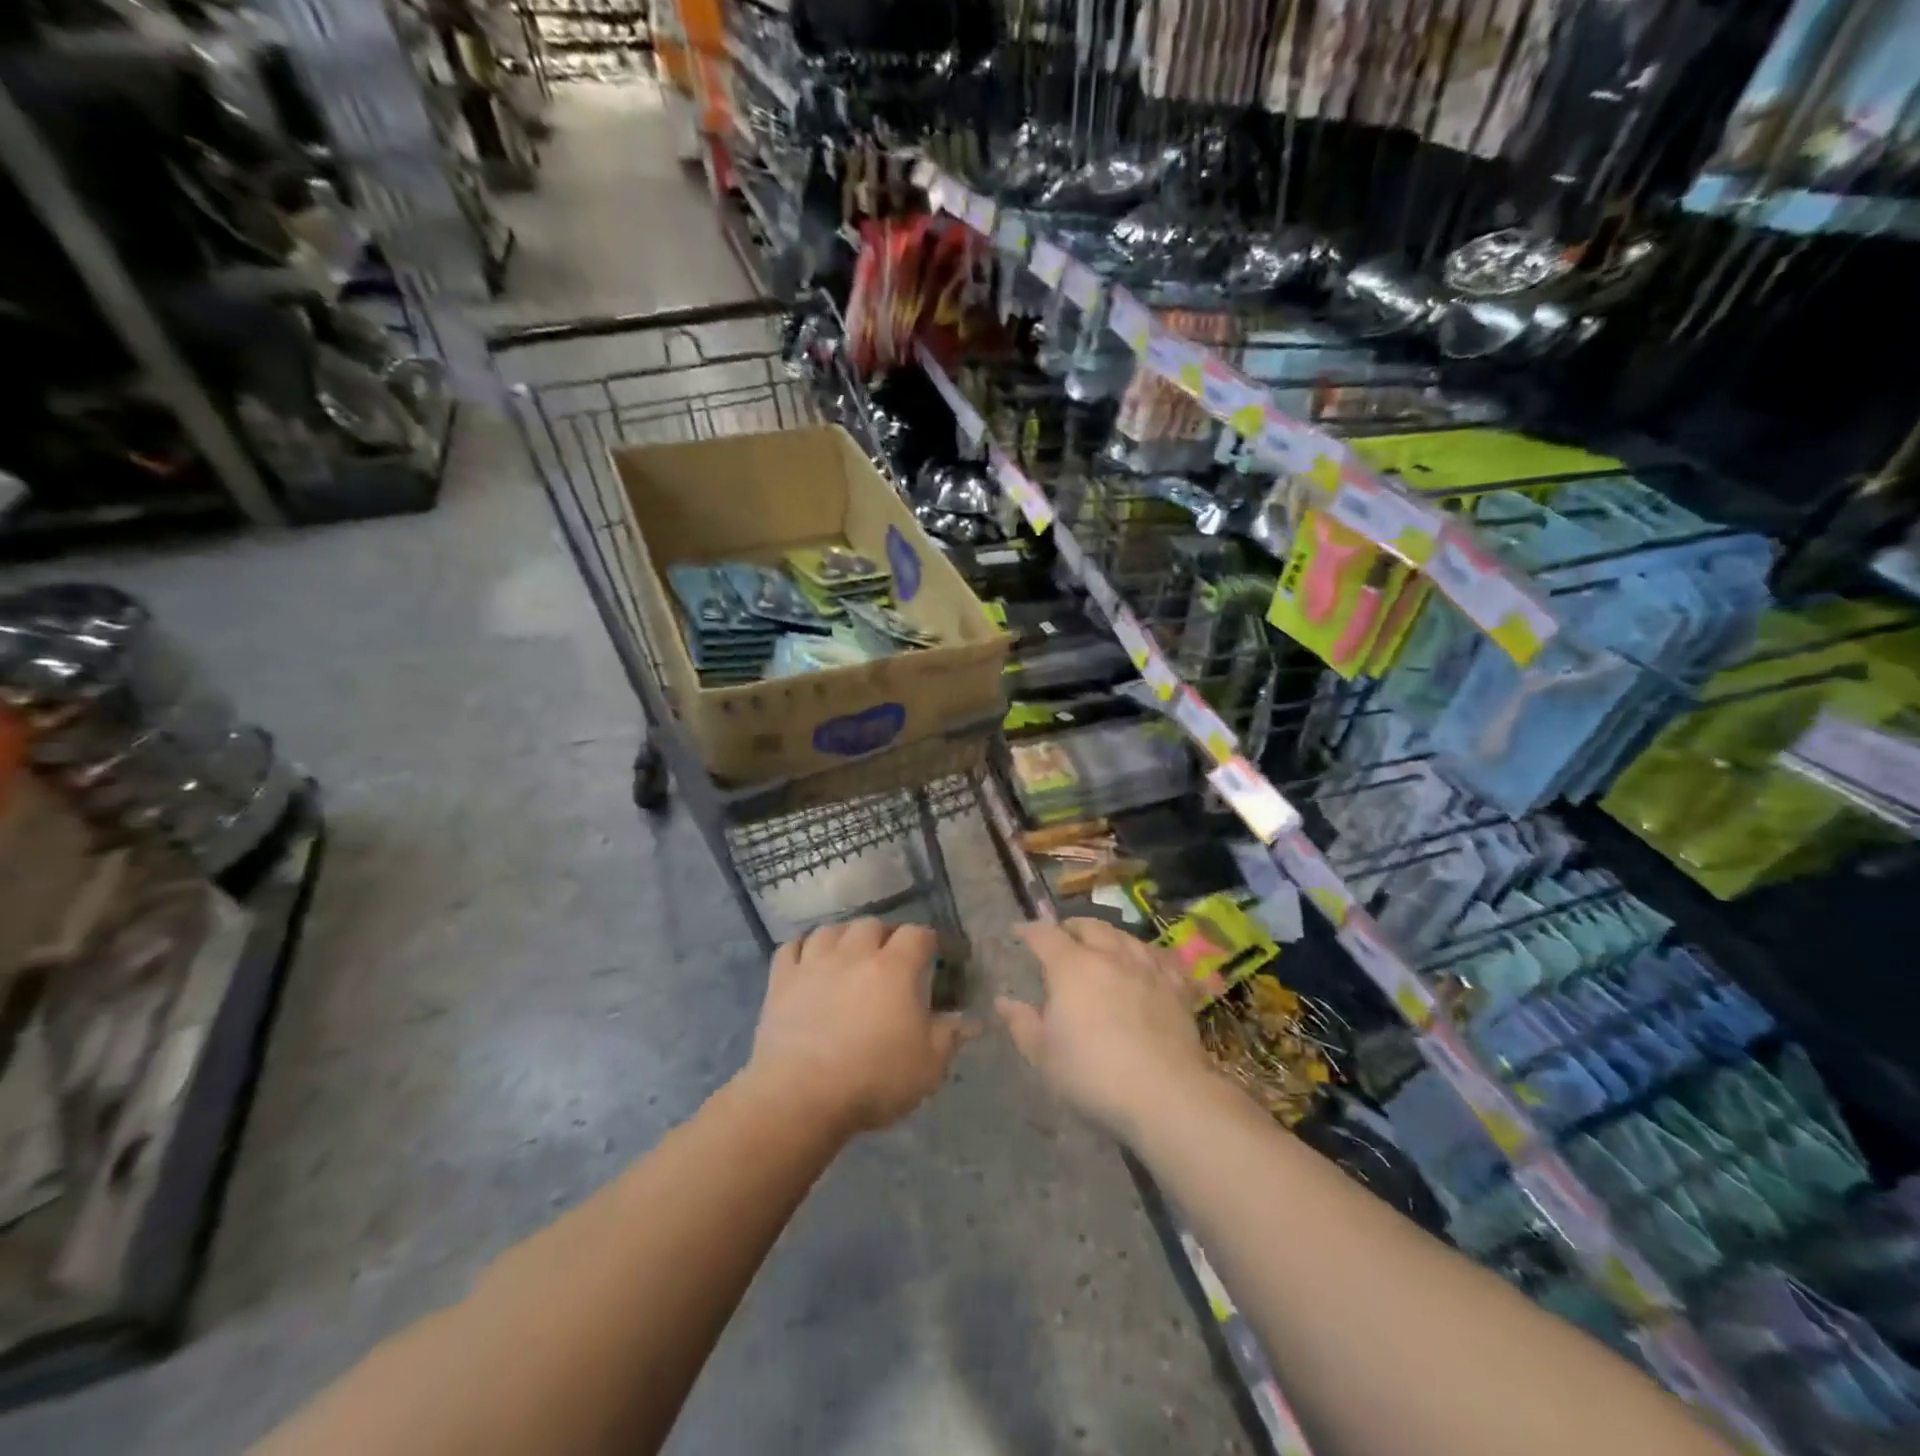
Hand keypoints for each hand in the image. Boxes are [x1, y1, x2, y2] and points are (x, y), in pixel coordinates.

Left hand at [745, 918, 975, 1135]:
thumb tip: (969, 1020)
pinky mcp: (781, 981)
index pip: (917, 934)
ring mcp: (813, 963)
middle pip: (872, 924)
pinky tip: (808, 960)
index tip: (934, 953)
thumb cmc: (873, 1079)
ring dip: (844, 937)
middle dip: (884, 935)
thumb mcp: (928, 1066)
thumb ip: (949, 1037)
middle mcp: (854, 954)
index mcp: (894, 968)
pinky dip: (802, 949)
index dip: (928, 940)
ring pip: (830, 930)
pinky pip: (790, 948)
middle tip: (890, 956)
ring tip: (848, 954)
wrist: (800, 1095)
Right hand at [996, 917, 1212, 1142]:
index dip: (1030, 931)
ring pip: (1125, 936)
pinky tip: (1147, 964)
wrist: (1165, 1094)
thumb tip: (1004, 1001)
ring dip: (1109, 937)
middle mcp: (1110, 955)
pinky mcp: (1177, 986)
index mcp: (1071, 966)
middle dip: (1071, 927)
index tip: (1020, 932)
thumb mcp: (1044, 1056)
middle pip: (1089, 926)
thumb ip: (1022, 1024)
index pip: (1045, 935)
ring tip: (1103, 947)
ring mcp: (1147, 967)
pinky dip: (1147, 955)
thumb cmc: (1093, 1074)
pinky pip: (1161, 957)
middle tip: (1063, 938)